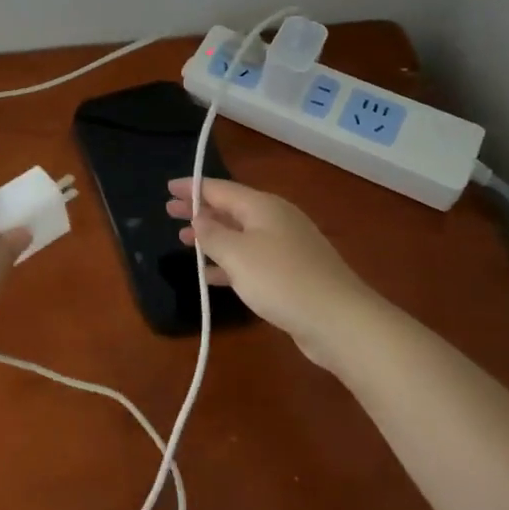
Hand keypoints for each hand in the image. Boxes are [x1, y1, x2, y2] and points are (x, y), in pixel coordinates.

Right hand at [166, 177, 378, 369]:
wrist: (340, 321)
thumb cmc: (282, 279)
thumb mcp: (237, 254)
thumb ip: (212, 235)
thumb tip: (199, 219)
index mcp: (263, 207)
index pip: (220, 189)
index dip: (193, 188)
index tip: (168, 189)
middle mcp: (276, 220)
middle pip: (230, 209)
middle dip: (201, 211)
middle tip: (170, 212)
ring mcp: (287, 247)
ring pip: (240, 235)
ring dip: (213, 237)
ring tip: (185, 241)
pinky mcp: (293, 274)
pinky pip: (251, 258)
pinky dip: (229, 261)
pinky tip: (211, 275)